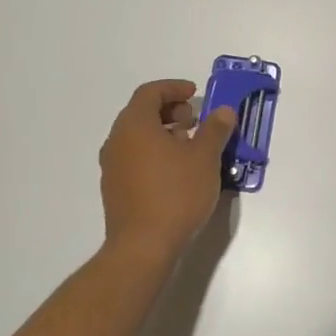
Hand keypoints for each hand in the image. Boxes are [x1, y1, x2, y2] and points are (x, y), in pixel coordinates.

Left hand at [99, 80, 235, 265]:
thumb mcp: (205, 157)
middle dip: (170, 110)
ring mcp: (112, 166)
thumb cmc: (175, 194)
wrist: (143, 247)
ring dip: (164, 133)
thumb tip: (223, 111)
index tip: (195, 94)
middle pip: (141, 112)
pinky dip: (154, 152)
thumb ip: (215, 129)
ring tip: (191, 147)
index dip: (174, 88)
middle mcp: (117, 141)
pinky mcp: (115, 189)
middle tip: (196, 121)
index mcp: (134, 125)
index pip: (150, 92)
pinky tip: (177, 171)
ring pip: (137, 136)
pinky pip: (134, 157)